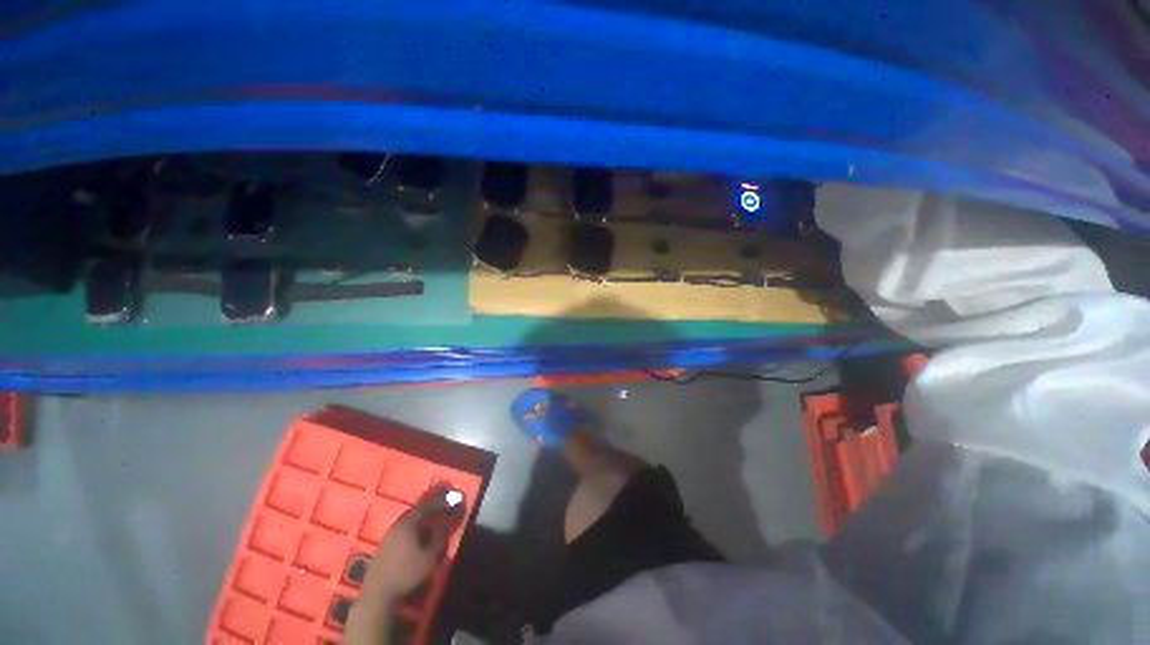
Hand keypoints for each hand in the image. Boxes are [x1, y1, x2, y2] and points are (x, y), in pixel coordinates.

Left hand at [361, 488, 463, 602]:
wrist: (378, 594)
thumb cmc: (406, 573)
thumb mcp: (429, 556)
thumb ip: (440, 537)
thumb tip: (449, 521)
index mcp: (409, 523)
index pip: (427, 504)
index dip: (440, 497)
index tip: (450, 491)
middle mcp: (398, 524)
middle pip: (417, 509)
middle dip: (432, 504)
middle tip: (444, 500)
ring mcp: (389, 534)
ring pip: (410, 518)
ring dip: (424, 515)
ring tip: (435, 515)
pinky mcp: (385, 545)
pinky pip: (404, 527)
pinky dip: (415, 524)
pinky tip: (420, 531)